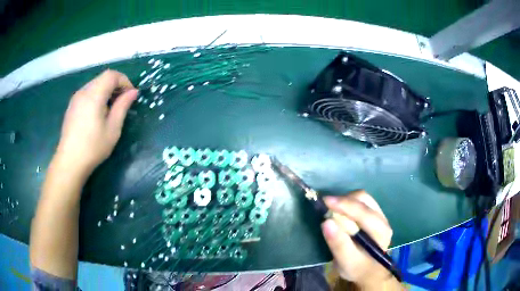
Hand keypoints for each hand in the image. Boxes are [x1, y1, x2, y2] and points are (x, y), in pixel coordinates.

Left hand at [55, 70, 137, 178]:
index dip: (124, 81)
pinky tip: (97, 113)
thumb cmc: (93, 147)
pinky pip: (87, 93)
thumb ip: (123, 106)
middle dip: (116, 86)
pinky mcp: (72, 106)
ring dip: (106, 91)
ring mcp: (76, 98)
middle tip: (122, 102)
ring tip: (110, 109)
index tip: (130, 95)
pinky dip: (96, 96)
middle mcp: (83, 91)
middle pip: (103, 78)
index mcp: (94, 95)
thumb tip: (133, 92)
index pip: (112, 75)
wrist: (70, 162)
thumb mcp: (113, 128)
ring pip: (95, 85)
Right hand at [322, 191, 394, 288]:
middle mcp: (383, 220)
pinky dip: (348, 203)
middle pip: (364, 200)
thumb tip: (326, 222)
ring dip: (345, 201)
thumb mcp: (346, 262)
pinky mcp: (374, 214)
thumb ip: (338, 244)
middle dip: (344, 201)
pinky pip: (361, 201)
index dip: (344, 204)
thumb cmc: (357, 268)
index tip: (325, 201)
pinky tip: (339, 212)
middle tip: (326, 207)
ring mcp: (380, 215)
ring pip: (363, 198)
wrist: (367, 271)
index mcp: (381, 232)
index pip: (364, 212)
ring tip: (331, 209)